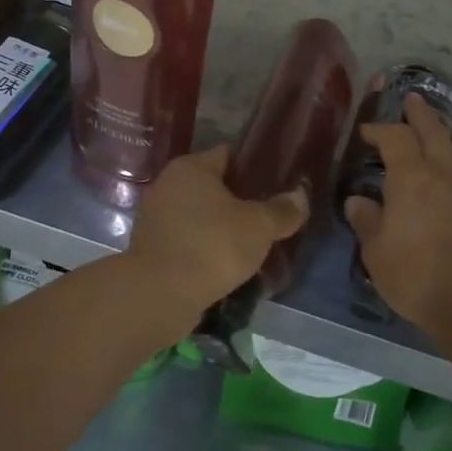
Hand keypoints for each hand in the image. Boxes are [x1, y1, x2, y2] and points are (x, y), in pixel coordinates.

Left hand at [126, 146, 308, 322]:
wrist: (158, 295)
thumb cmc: (211, 246)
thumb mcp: (258, 226)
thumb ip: (282, 210)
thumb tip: (300, 196)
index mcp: (191, 167)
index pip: (229, 155)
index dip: (254, 168)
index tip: (277, 185)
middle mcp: (168, 184)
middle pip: (213, 186)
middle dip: (239, 202)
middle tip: (268, 218)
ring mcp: (155, 217)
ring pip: (199, 216)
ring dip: (221, 228)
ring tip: (250, 246)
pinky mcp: (151, 247)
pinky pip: (187, 240)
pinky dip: (204, 249)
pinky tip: (224, 265)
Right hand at [343, 94, 451, 334]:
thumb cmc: (416, 276)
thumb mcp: (377, 252)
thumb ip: (367, 221)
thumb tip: (358, 200)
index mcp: (410, 179)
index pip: (395, 139)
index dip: (380, 130)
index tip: (367, 131)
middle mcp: (442, 176)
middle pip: (433, 133)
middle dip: (421, 115)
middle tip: (413, 99)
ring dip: (451, 134)